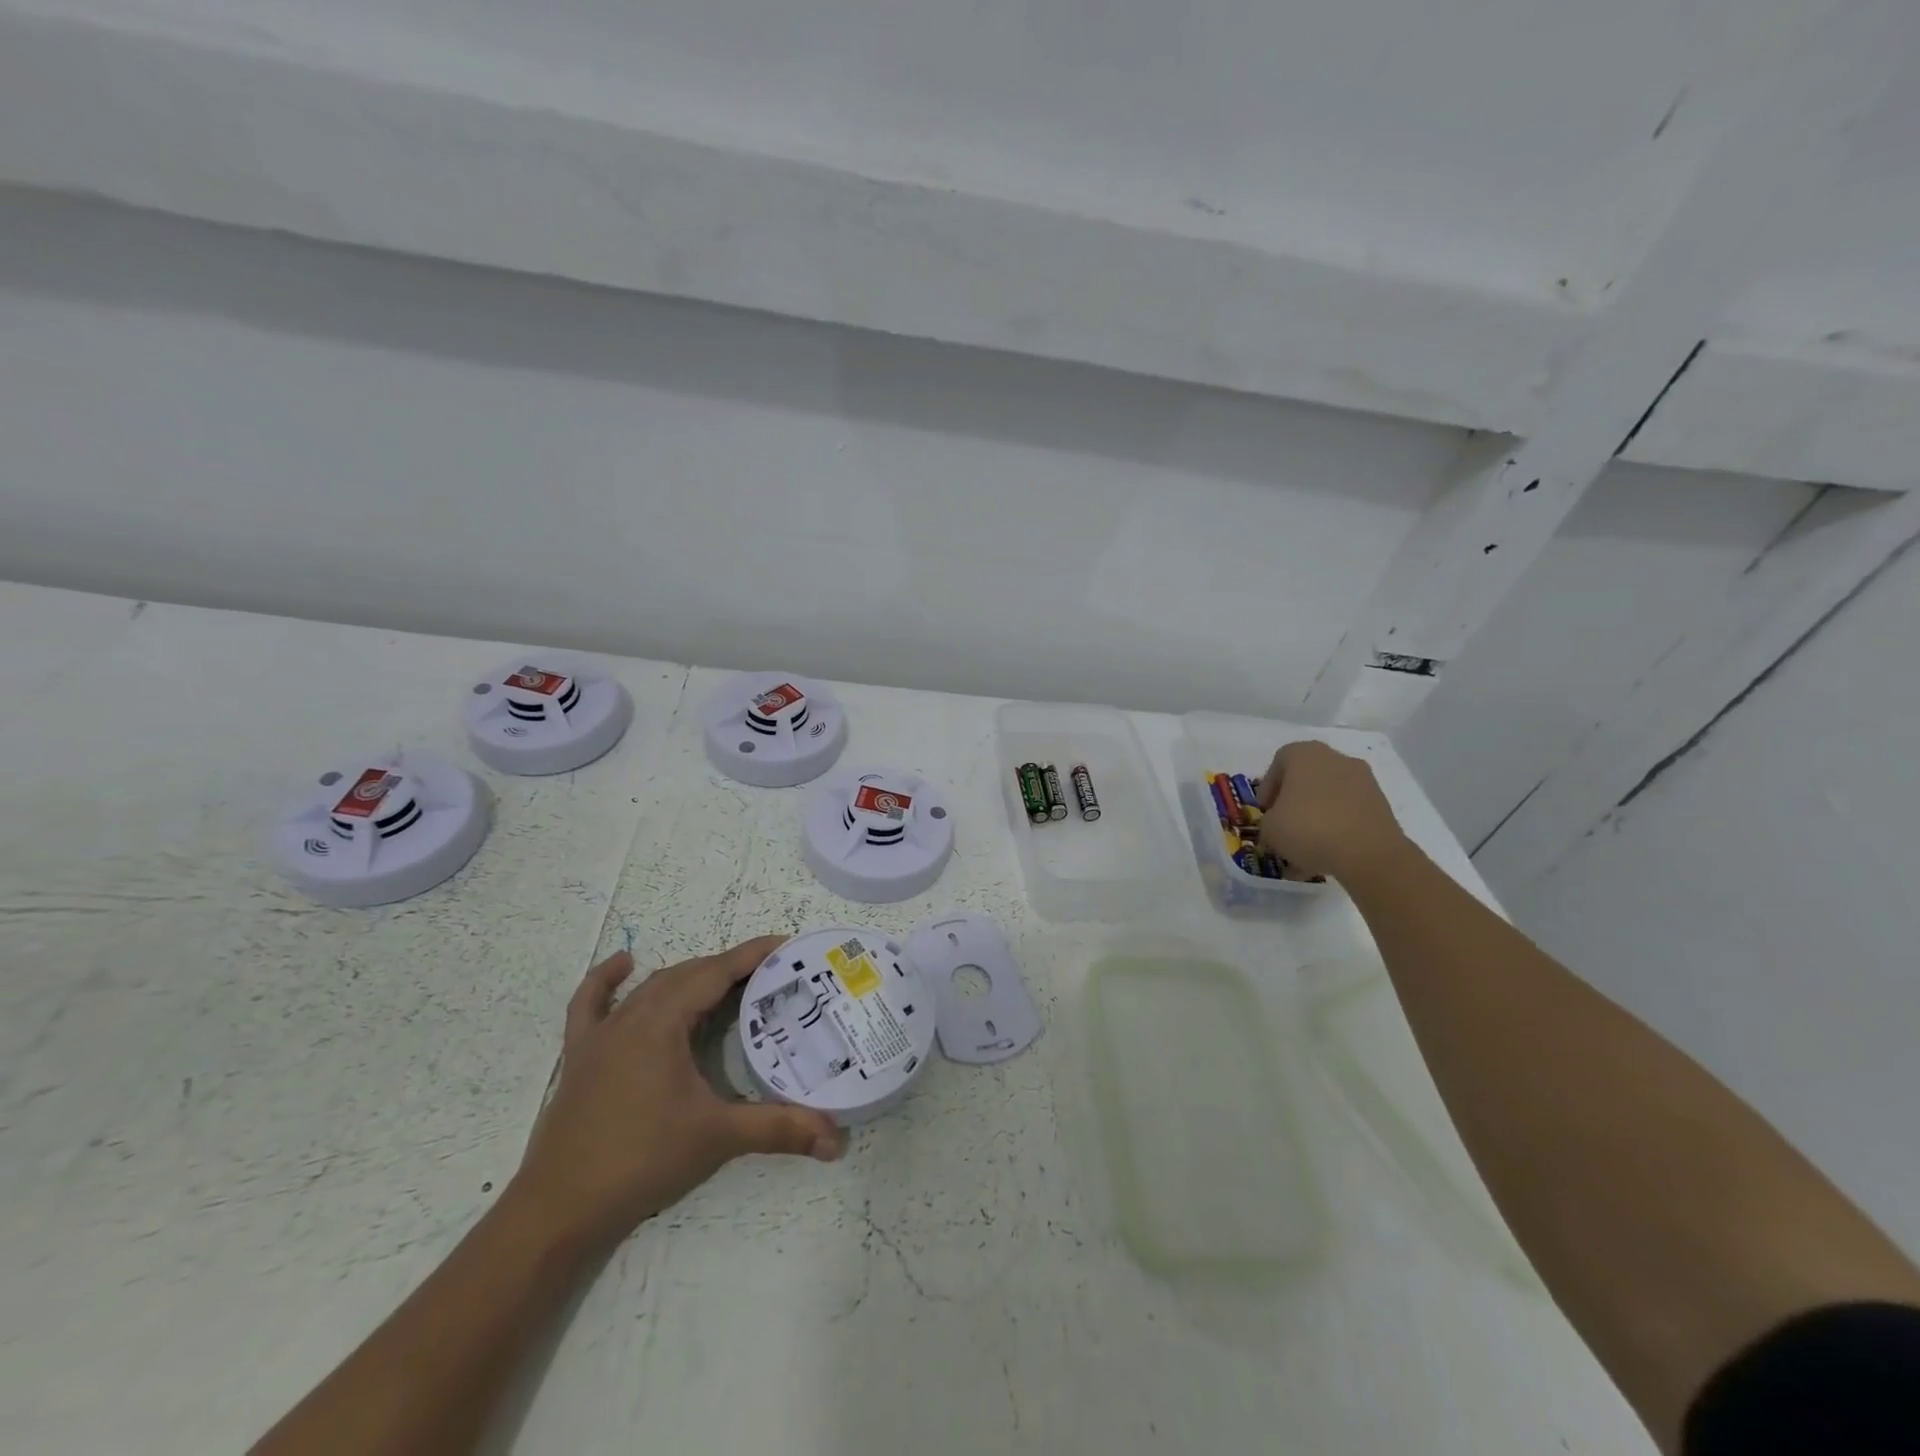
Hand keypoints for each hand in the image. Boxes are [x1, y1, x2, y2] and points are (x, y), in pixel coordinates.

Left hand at [511, 936, 846, 1252]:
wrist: (557, 1210)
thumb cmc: (640, 1161)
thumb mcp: (717, 1138)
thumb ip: (777, 1129)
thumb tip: (835, 1138)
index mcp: (662, 1023)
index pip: (716, 973)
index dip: (753, 955)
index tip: (787, 945)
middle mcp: (631, 1017)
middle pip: (688, 975)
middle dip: (729, 967)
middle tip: (769, 975)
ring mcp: (601, 1035)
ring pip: (651, 987)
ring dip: (689, 977)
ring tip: (724, 981)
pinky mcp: (580, 1056)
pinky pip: (590, 1004)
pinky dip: (606, 980)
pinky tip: (623, 965)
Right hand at [1255, 740, 1408, 884]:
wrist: (1368, 854)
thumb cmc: (1308, 828)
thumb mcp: (1269, 829)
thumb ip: (1267, 822)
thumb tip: (1277, 825)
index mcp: (1305, 754)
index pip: (1279, 762)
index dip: (1268, 787)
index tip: (1265, 810)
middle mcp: (1336, 758)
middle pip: (1307, 776)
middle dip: (1293, 799)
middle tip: (1284, 824)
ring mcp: (1363, 780)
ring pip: (1329, 794)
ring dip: (1316, 814)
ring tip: (1306, 845)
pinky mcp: (1381, 803)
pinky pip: (1349, 811)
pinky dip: (1337, 826)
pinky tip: (1328, 852)